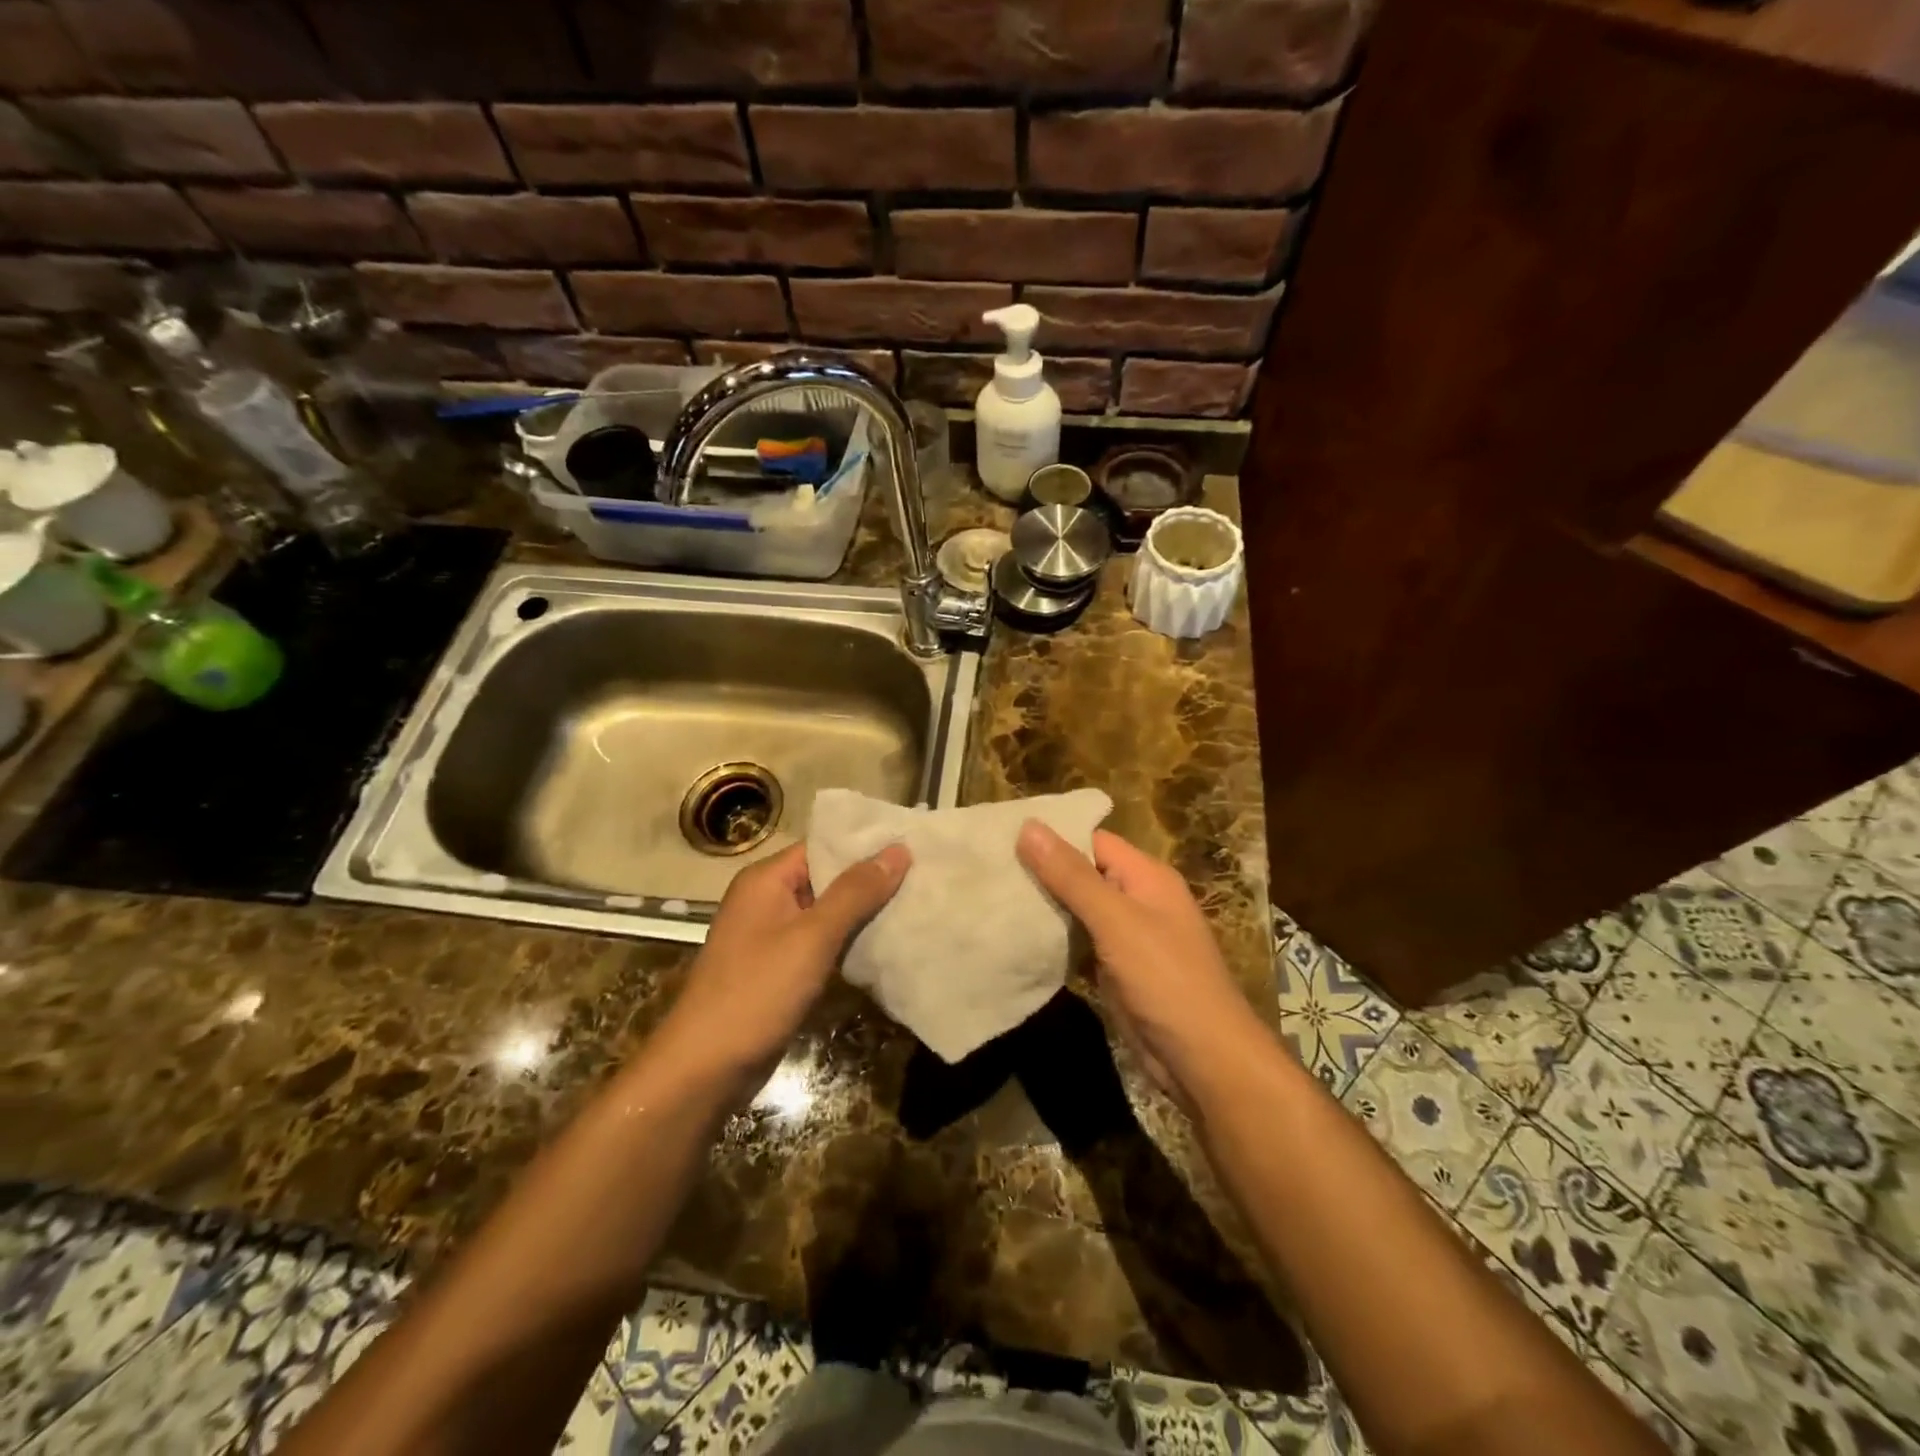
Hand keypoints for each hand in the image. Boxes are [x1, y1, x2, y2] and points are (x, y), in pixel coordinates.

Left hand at [656, 841, 909, 1089]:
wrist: (705, 1069)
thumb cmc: (757, 992)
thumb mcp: (812, 937)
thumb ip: (855, 892)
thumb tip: (898, 850)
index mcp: (766, 880)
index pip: (823, 846)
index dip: (866, 845)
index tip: (913, 845)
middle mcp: (766, 900)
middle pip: (827, 877)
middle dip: (871, 879)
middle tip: (924, 876)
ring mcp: (771, 936)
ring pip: (827, 913)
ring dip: (864, 912)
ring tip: (916, 904)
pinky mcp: (779, 969)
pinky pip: (821, 943)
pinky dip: (849, 941)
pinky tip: (886, 943)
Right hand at [1017, 823, 1269, 1105]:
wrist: (1202, 1060)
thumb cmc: (1165, 980)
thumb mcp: (1116, 921)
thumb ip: (1072, 875)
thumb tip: (1029, 825)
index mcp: (1146, 876)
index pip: (1092, 840)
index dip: (1052, 836)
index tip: (1002, 837)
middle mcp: (1138, 899)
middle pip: (1083, 874)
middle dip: (1041, 872)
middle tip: (988, 869)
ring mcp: (1127, 937)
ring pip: (1077, 910)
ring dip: (1043, 906)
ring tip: (991, 897)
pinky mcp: (1116, 969)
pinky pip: (1079, 942)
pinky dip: (1053, 939)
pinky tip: (1016, 937)